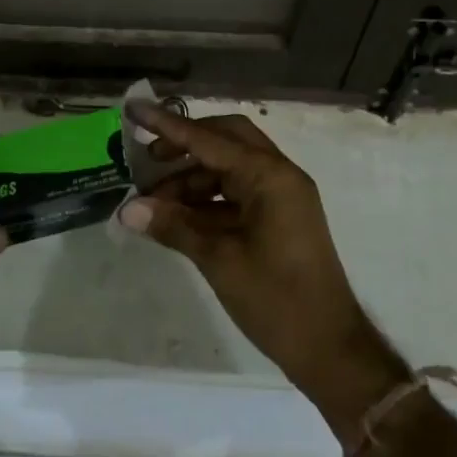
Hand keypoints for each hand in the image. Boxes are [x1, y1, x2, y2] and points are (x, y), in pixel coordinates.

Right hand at [118, 102, 408, 429]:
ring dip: (192, 179)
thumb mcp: (219, 260)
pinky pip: (237, 193)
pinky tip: (177, 218)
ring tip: (153, 203)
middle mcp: (279, 175)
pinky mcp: (278, 218)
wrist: (329, 348)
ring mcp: (281, 196)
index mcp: (270, 176)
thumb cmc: (277, 300)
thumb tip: (128, 209)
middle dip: (185, 145)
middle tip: (148, 160)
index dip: (168, 125)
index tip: (135, 108)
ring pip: (230, 168)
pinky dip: (207, 200)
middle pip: (226, 140)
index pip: (209, 140)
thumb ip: (174, 227)